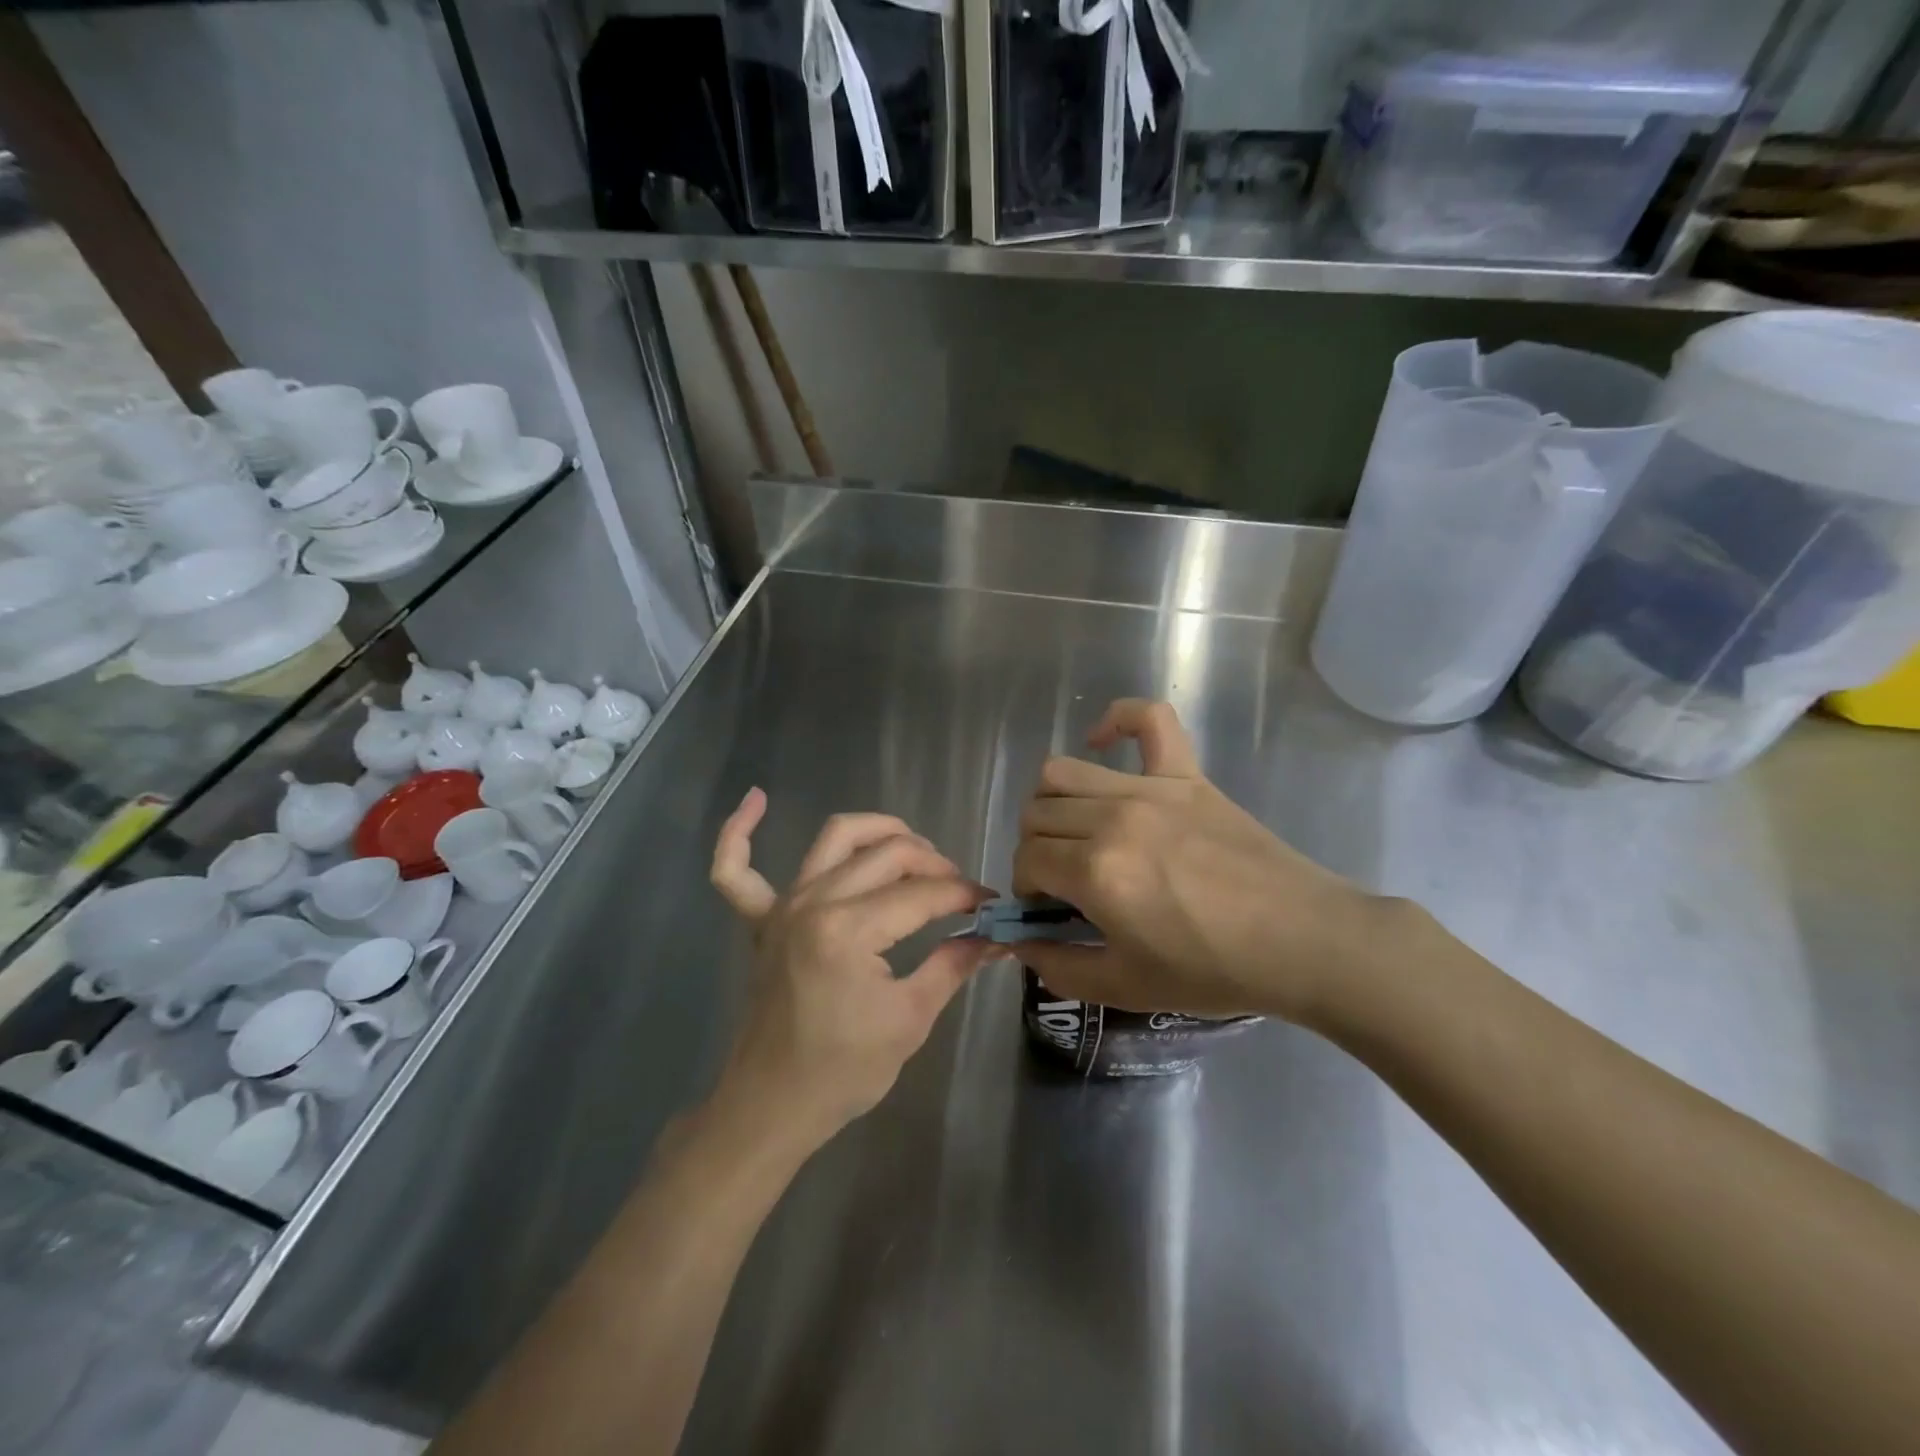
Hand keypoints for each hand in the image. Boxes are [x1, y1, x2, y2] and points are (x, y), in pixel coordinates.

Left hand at [709, 789, 1001, 1146]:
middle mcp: (814, 902)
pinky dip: (738, 832)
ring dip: (878, 830)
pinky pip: (735, 870)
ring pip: (834, 838)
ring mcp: (782, 906)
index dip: (965, 895)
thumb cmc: (844, 1071)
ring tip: (912, 846)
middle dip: (934, 864)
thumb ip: (953, 966)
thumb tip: (996, 937)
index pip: (923, 894)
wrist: (773, 1105)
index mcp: (849, 930)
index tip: (992, 906)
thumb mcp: (910, 1019)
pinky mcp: (761, 920)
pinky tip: (756, 798)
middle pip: (888, 854)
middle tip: (959, 891)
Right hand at [1013, 700, 1390, 1023]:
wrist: (1301, 941)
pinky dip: (1118, 719)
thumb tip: (1021, 944)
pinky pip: (1149, 719)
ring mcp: (1150, 788)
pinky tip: (1103, 742)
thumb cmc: (1213, 970)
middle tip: (1064, 879)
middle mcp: (1112, 817)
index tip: (1049, 909)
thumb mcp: (1126, 988)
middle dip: (1035, 850)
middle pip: (1037, 815)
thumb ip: (1061, 969)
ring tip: (1077, 830)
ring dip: (1053, 802)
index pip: (1027, 860)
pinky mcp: (1187, 774)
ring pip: (1063, 770)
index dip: (1027, 888)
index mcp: (1096, 871)